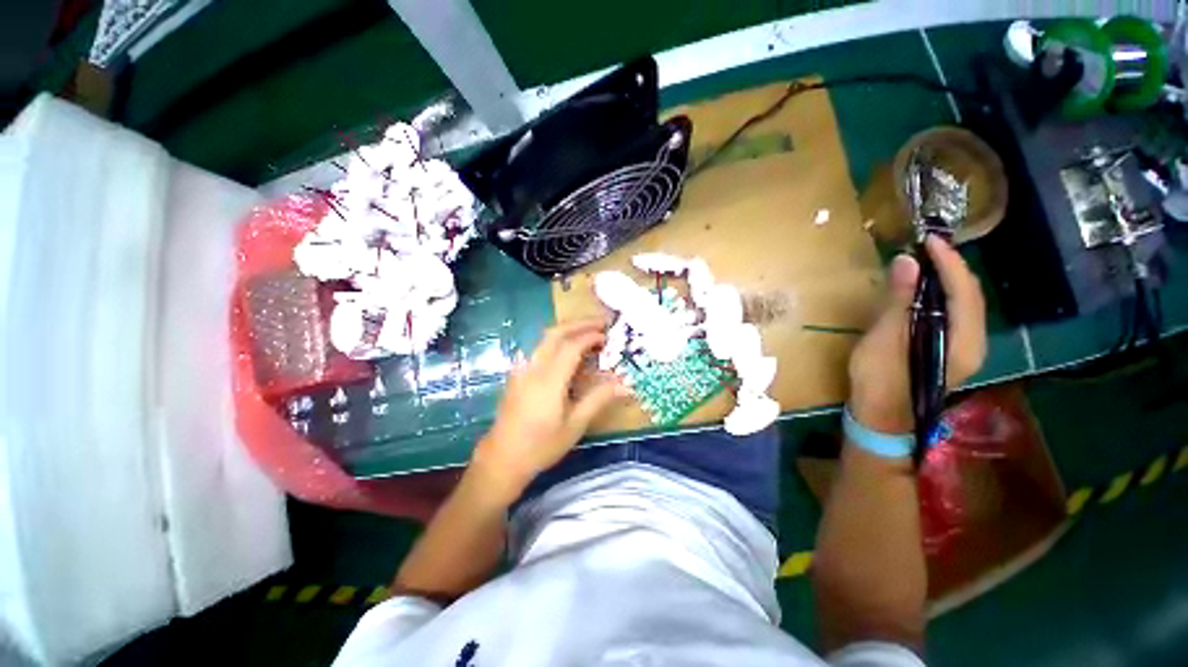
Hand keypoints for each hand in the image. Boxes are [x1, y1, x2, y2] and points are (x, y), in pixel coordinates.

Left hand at [471, 319, 630, 499]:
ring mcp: (522, 370)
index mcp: (549, 380)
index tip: (607, 336)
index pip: (571, 346)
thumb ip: (599, 399)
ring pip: (544, 339)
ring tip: (587, 334)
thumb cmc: (542, 445)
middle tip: (600, 323)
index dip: (590, 336)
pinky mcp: (517, 376)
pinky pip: (538, 349)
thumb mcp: (575, 424)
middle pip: (555, 334)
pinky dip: (555, 343)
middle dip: (578, 324)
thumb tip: (626, 385)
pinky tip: (564, 353)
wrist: (503, 458)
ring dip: (566, 331)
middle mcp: (534, 368)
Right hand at [848, 236, 986, 433]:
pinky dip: (941, 296)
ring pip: (964, 304)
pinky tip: (923, 291)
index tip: (929, 239)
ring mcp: (963, 348)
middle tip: (926, 248)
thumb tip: (907, 261)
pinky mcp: (949, 351)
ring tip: (925, 263)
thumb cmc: (881, 380)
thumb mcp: (885, 339)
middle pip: (970, 295)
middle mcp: (973, 342)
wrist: (881, 419)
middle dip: (951, 267)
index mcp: (962, 341)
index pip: (964, 291)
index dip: (948, 262)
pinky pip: (953, 314)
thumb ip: (899, 301)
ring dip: (947, 280)